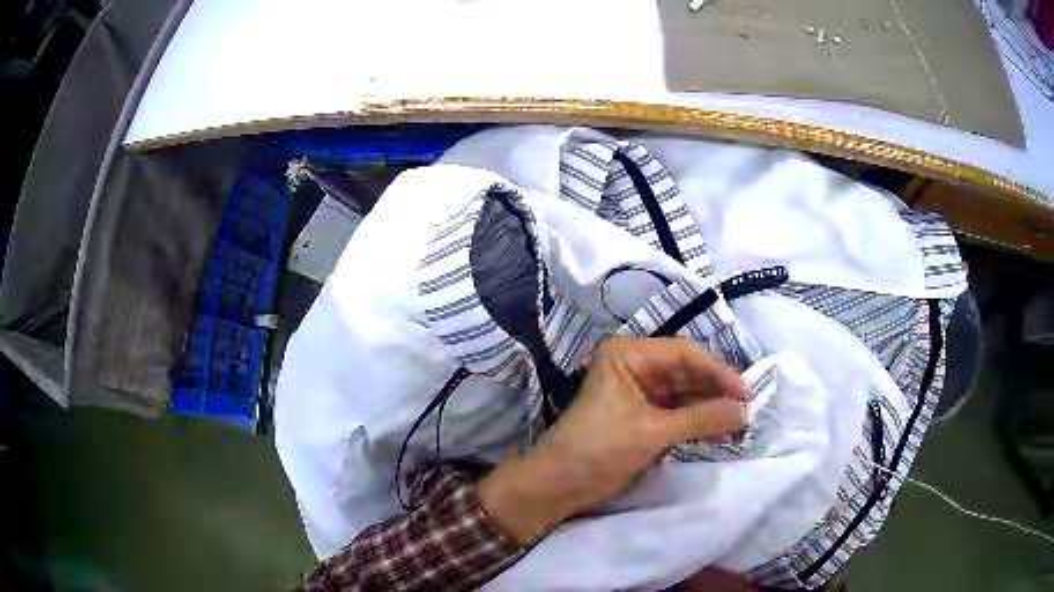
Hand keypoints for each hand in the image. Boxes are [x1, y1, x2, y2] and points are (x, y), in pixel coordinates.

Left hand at [478, 337, 746, 544]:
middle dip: (716, 392)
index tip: (746, 394)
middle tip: (747, 412)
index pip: (684, 354)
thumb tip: (745, 412)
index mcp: (629, 355)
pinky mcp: (641, 418)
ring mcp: (638, 394)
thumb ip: (701, 419)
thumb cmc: (598, 448)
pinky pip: (676, 414)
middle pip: (686, 373)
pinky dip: (697, 422)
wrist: (557, 486)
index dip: (718, 372)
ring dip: (709, 408)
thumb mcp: (652, 431)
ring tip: (739, 423)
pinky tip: (719, 431)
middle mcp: (634, 367)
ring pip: (684, 395)